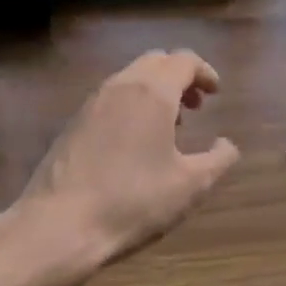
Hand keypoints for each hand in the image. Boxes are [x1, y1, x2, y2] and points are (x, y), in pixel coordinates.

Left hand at [1, 50, 239, 285]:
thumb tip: (227, 144)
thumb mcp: (189, 187)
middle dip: (180, 77)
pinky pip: (111, 97)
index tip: (216, 94)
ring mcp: (92, 102)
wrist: (58, 225)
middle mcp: (121, 85)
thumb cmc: (132, 201)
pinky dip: (132, 104)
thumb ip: (218, 160)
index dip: (205, 72)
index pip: (184, 60)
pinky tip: (135, 143)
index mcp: (152, 92)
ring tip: (170, 126)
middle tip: (196, 106)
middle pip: (156, 62)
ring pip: (131, 78)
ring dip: (155, 90)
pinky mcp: (73, 122)